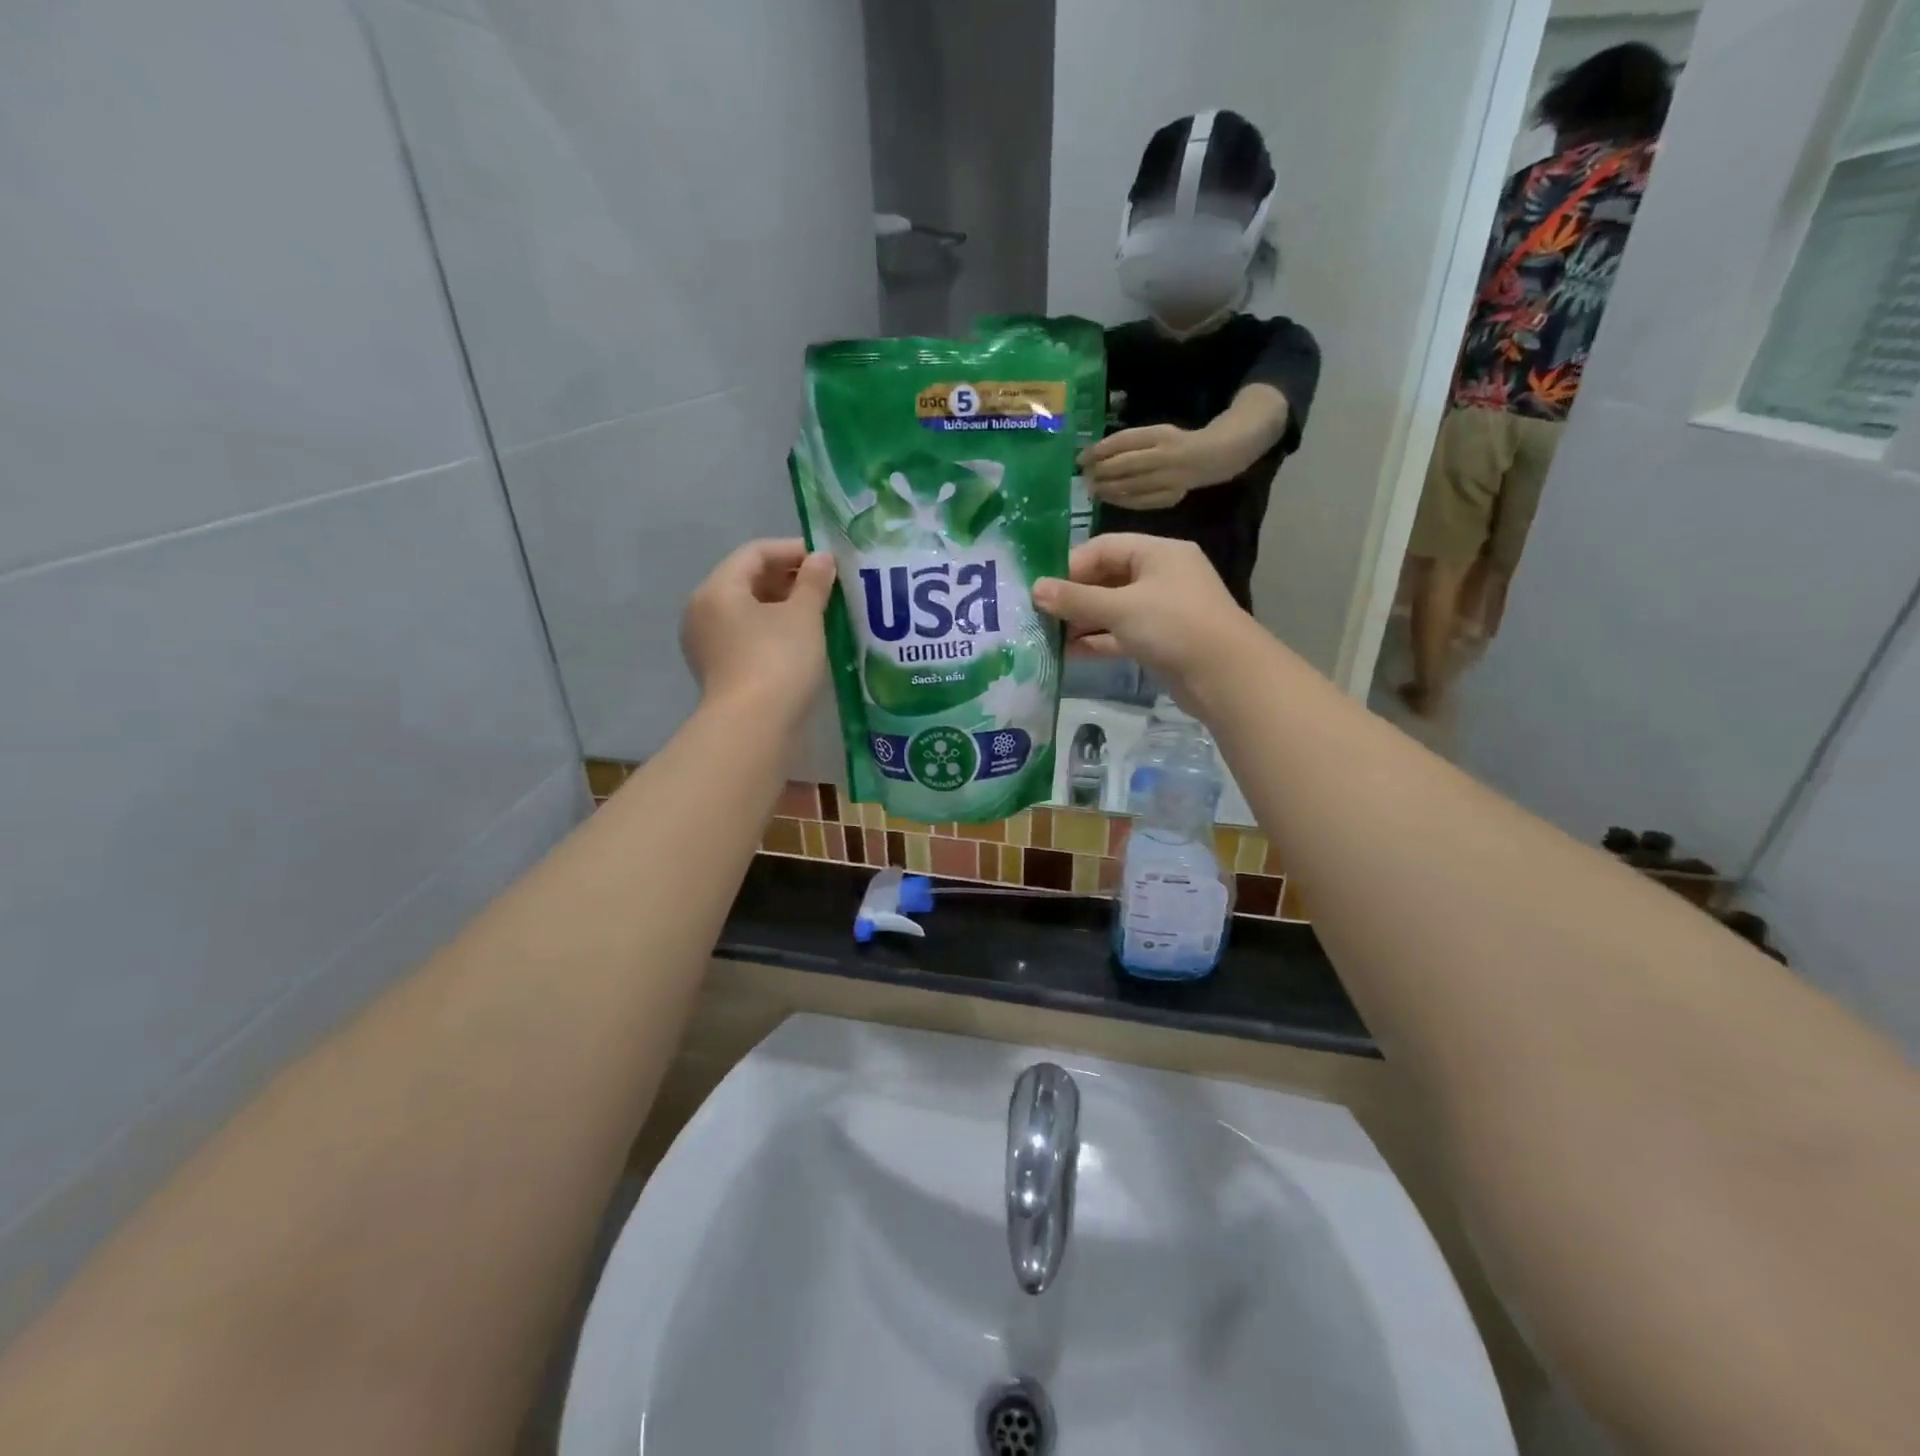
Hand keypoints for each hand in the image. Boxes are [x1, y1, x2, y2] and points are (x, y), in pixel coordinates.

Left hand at [681, 539, 836, 712]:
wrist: (754, 728)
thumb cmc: (778, 661)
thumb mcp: (804, 616)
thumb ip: (814, 582)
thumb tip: (822, 558)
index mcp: (718, 589)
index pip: (755, 553)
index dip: (793, 550)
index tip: (827, 560)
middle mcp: (703, 611)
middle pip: (748, 580)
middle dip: (789, 579)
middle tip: (827, 586)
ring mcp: (707, 644)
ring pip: (748, 611)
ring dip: (783, 606)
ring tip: (820, 612)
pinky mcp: (719, 670)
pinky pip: (746, 636)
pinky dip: (773, 630)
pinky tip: (802, 640)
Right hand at [1032, 534, 1252, 692]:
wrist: (1225, 676)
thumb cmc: (1173, 626)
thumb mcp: (1120, 608)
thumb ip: (1076, 599)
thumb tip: (1035, 589)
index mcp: (1158, 553)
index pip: (1104, 548)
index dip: (1070, 566)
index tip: (1041, 588)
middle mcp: (1161, 575)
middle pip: (1107, 578)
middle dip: (1074, 597)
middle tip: (1040, 614)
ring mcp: (1163, 609)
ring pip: (1113, 609)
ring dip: (1083, 621)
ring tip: (1048, 635)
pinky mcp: (1162, 640)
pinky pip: (1122, 633)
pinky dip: (1099, 640)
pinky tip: (1070, 652)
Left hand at [1080, 425, 1216, 510]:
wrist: (1209, 457)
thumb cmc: (1172, 443)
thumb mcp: (1153, 433)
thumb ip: (1128, 443)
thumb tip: (1092, 456)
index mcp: (1160, 434)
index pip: (1123, 441)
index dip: (1099, 450)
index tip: (1080, 458)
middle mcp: (1166, 456)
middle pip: (1126, 465)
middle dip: (1101, 472)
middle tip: (1085, 477)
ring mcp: (1170, 479)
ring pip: (1131, 486)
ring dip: (1107, 489)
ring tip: (1092, 489)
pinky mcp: (1171, 497)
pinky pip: (1141, 502)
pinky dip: (1121, 501)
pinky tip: (1108, 499)